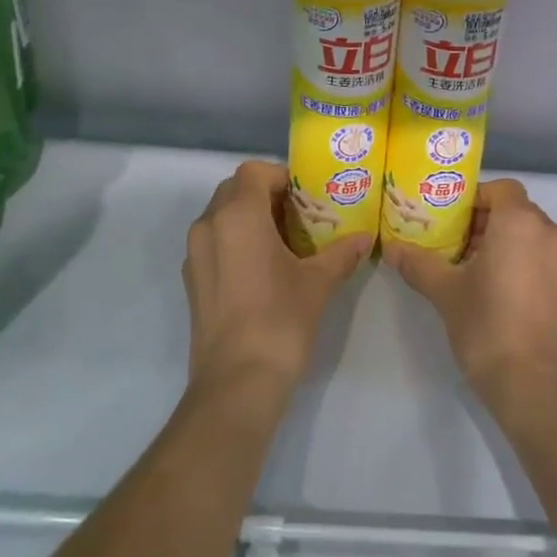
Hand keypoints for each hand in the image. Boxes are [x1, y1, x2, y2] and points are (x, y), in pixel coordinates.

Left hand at [183, 161, 369, 397]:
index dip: (281, 177)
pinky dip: (235, 241)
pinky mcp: (192, 281)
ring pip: (222, 216)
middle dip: (266, 195)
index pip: (254, 172)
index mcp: (237, 215)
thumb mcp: (318, 283)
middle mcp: (208, 226)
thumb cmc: (280, 320)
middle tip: (299, 217)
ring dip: (249, 218)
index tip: (307, 197)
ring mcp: (194, 255)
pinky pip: (214, 242)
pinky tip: (262, 269)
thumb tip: (364, 238)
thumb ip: (341, 253)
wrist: (236, 383)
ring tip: (284, 243)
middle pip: (235, 190)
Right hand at [384, 179, 556, 417]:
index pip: (500, 189)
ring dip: (504, 244)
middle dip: (485, 223)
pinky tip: (499, 293)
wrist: (536, 387)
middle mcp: (551, 234)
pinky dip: (523, 264)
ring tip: (472, 271)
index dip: (474, 198)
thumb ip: (418, 264)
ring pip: (532, 237)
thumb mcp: (445, 292)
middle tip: (453, 246)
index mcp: (522, 223)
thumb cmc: (488, 326)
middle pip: (516, 212)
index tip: (450, 221)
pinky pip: (544, 260)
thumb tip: (391, 248)